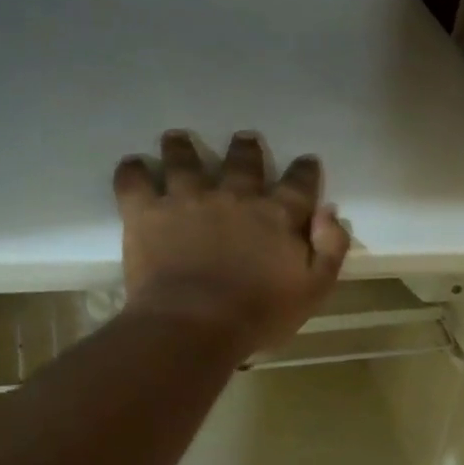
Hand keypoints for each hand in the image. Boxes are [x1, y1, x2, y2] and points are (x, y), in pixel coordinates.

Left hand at [114, 130, 349, 356]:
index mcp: (279, 216)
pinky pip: (135, 181)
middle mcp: (235, 197)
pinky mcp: (147, 213)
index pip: (299, 184)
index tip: (307, 161)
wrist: (196, 325)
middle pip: (243, 162)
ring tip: (178, 139)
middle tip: (245, 138)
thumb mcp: (315, 288)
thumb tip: (328, 211)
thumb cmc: (262, 313)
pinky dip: (133, 171)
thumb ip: (330, 247)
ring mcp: (188, 200)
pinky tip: (134, 166)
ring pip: (184, 160)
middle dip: (246, 149)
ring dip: (183, 147)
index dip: (305, 171)